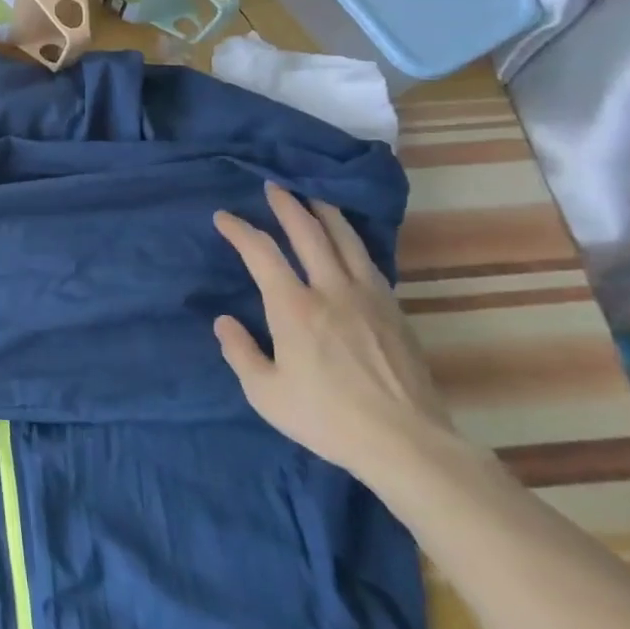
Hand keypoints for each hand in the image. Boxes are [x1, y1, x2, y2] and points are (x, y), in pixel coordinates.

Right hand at [212, 183, 456, 481]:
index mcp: (293, 307)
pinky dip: (351, 241)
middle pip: (307, 232)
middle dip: (286, 205)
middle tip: (273, 187)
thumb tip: (224, 321)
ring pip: (345, 239)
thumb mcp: (266, 394)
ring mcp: (368, 296)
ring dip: (325, 213)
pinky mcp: (394, 310)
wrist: (406, 441)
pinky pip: (368, 261)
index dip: (239, 229)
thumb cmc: (327, 418)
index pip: (261, 252)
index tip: (223, 217)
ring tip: (313, 198)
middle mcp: (330, 289)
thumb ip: (240, 352)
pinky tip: (349, 243)